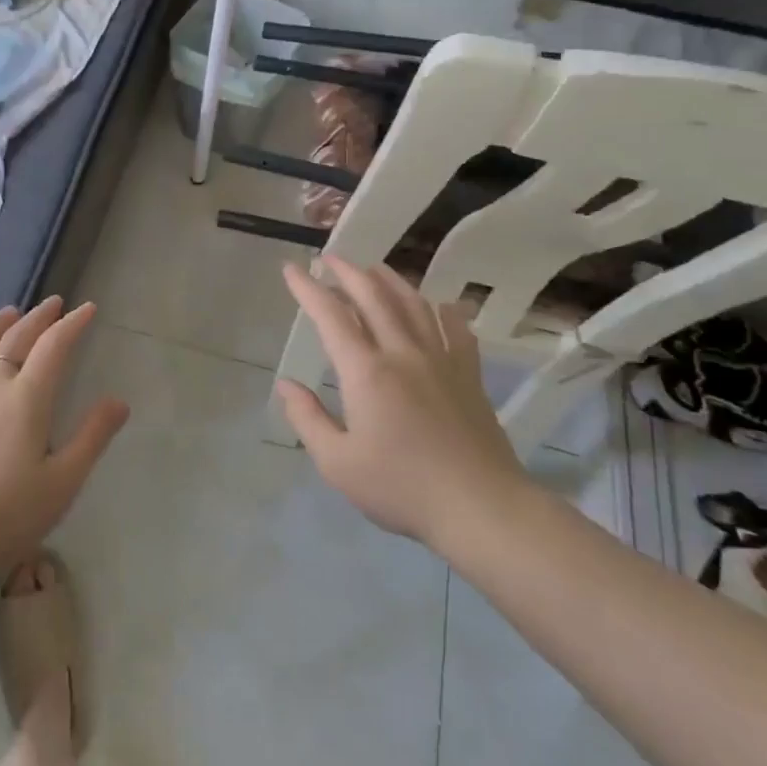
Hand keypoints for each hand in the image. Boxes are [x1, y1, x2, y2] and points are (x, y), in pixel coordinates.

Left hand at [0, 296, 129, 576]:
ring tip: (8, 313)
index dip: (72, 324)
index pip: (53, 347)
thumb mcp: (63, 482)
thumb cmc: (6, 515)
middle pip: (15, 340)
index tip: (88, 308)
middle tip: (53, 304)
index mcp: (26, 399)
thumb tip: (119, 401)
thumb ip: (92, 438)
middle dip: (38, 318)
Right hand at [277, 256, 530, 548]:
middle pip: (373, 296)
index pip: (331, 316)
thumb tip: (285, 384)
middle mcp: (402, 353)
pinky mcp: (468, 374)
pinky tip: (437, 304)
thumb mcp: (338, 463)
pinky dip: (442, 309)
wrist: (480, 507)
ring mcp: (441, 359)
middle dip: (347, 272)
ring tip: (373, 268)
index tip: (292, 268)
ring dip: (390, 280)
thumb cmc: (401, 488)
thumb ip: (308, 419)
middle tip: (329, 258)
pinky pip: (456, 328)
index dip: (308, 288)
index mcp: (366, 372)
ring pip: (414, 303)